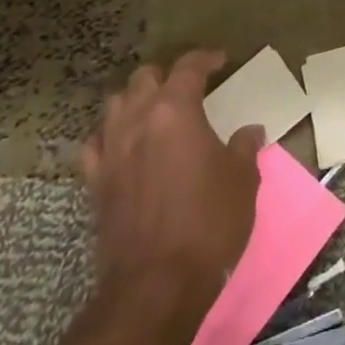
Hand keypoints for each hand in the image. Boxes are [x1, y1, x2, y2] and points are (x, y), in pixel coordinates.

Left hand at [80, 51, 262, 331]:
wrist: (156, 286)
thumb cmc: (208, 222)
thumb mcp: (242, 180)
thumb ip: (244, 148)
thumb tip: (250, 132)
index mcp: (175, 110)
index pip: (188, 66)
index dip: (206, 58)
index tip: (221, 61)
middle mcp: (138, 120)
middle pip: (144, 78)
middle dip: (166, 76)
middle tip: (188, 87)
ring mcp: (111, 152)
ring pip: (116, 105)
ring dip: (136, 101)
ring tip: (155, 111)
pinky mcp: (95, 185)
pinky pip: (95, 145)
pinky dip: (110, 137)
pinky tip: (124, 147)